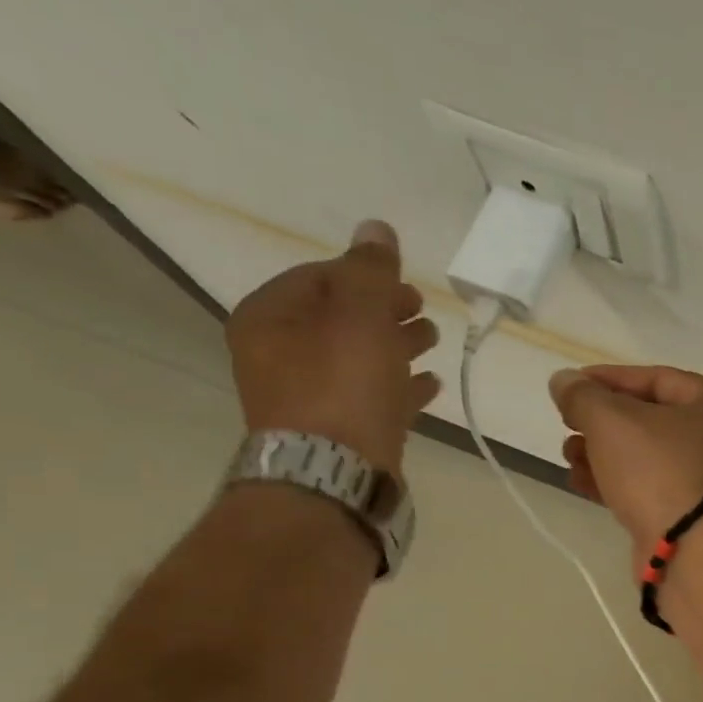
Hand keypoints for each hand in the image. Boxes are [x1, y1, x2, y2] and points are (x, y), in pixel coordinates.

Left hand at [227, 220, 439, 474]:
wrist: (335, 473)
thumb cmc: (343, 385)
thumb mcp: (360, 315)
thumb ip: (370, 271)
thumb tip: (376, 228)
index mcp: (270, 318)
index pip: (318, 278)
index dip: (364, 275)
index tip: (404, 283)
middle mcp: (278, 355)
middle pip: (339, 320)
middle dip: (383, 311)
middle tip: (422, 308)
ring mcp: (307, 398)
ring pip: (358, 359)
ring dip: (395, 346)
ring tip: (432, 341)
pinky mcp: (338, 432)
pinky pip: (370, 397)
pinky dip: (398, 386)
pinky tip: (430, 385)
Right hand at [548, 365, 702, 559]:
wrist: (693, 549)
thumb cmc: (660, 469)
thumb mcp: (613, 420)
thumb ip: (583, 396)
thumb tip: (564, 381)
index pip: (656, 378)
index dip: (608, 379)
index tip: (569, 387)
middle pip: (650, 419)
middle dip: (602, 422)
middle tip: (567, 426)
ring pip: (645, 457)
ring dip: (602, 453)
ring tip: (569, 456)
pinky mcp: (689, 515)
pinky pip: (648, 488)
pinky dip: (615, 483)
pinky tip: (581, 483)